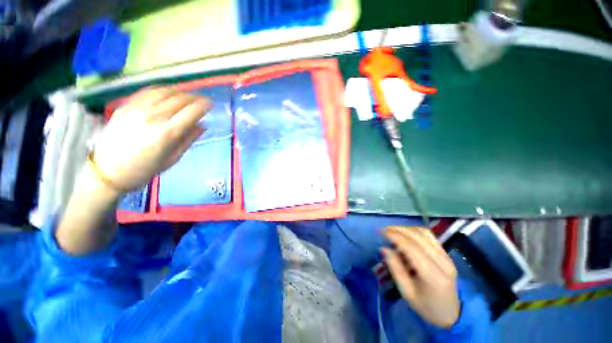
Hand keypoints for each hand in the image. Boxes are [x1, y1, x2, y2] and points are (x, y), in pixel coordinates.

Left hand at [93, 87, 211, 192]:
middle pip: (180, 99)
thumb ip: (189, 139)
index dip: (204, 105)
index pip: (191, 112)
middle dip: (195, 98)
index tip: (211, 104)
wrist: (108, 171)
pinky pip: (147, 92)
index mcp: (167, 133)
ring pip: (164, 92)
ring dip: (180, 92)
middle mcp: (153, 117)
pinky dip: (162, 90)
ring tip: (187, 96)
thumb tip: (202, 126)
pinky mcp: (125, 106)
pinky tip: (168, 93)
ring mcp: (137, 109)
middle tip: (201, 100)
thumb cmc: (145, 169)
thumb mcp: (173, 158)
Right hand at [381, 226, 459, 327]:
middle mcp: (442, 262)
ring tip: (393, 231)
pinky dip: (415, 231)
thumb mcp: (406, 292)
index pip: (411, 247)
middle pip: (418, 237)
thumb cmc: (426, 306)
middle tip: (383, 229)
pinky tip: (406, 234)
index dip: (394, 236)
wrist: (451, 314)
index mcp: (433, 275)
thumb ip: (395, 268)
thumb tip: (383, 248)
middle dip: (398, 229)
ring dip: (406, 229)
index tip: (380, 231)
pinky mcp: (447, 254)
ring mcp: (447, 257)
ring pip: (424, 233)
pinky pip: (430, 236)